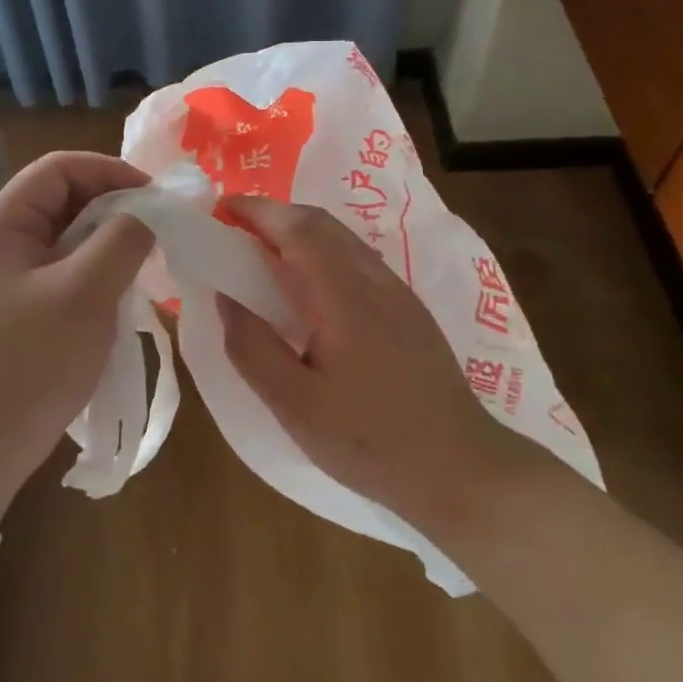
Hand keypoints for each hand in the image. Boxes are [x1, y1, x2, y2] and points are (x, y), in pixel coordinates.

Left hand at [0, 151, 153, 518]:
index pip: (59, 168)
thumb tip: (152, 210)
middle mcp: (2, 237)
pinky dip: (100, 263)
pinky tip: (127, 282)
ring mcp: (12, 270)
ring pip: (70, 230)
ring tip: (149, 253)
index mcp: (2, 223)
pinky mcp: (26, 299)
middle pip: (65, 196)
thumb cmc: (33, 361)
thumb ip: (123, 239)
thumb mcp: (86, 293)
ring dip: (111, 235)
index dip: (110, 171)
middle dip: (115, 204)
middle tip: (159, 226)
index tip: (155, 196)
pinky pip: (68, 262)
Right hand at [215, 196, 523, 539]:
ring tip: (262, 250)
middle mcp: (376, 281)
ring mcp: (399, 293)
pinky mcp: (409, 310)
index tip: (220, 210)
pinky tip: (306, 284)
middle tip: (234, 228)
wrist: (462, 470)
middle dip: (275, 213)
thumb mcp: (296, 407)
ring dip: (299, 230)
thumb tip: (225, 298)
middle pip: (322, 223)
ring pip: (342, 238)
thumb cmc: (372, 442)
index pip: (299, 229)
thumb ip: (253, 349)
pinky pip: (356, 259)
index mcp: (348, 297)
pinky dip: (320, 251)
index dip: (258, 211)